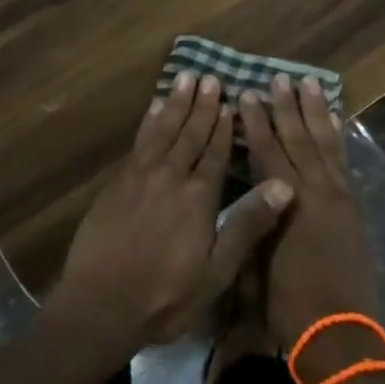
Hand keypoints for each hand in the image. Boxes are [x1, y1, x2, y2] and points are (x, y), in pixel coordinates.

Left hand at [51, 71, 294, 354]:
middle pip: (189, 134)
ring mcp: (139, 176)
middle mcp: (170, 176)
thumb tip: (284, 185)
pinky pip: (139, 140)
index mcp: (198, 197)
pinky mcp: (117, 182)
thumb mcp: (216, 271)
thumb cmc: (165, 296)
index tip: (231, 101)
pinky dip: (149, 121)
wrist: (100, 305)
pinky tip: (154, 109)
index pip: (216, 153)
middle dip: (202, 106)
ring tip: (184, 78)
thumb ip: (247, 225)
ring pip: (162, 130)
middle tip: (210, 78)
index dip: (224, 127)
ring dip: (176, 104)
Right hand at [240, 75, 381, 366]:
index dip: (256, 122)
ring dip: (316, 112)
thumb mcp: (255, 261)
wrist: (340, 338)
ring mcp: (339, 198)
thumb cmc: (287, 304)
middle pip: (299, 139)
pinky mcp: (353, 209)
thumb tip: (248, 189)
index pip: (268, 151)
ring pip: (325, 144)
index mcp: (288, 203)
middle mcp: (317, 192)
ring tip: (310, 84)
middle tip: (278, 78)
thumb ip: (254, 219)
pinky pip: (343, 162)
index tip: (246, 95)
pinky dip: (338, 137)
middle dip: (287, 107)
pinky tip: (335, 120)